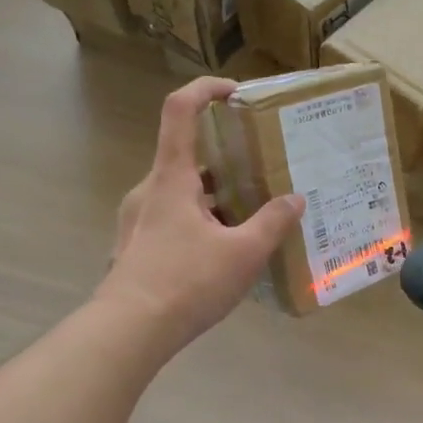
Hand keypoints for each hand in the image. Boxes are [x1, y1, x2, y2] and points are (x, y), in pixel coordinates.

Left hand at [98, 78, 304, 353]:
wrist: (127, 333)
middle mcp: (149, 190)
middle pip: (188, 158)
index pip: (180, 109)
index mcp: (171, 177)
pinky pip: (173, 221)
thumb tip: (295, 199)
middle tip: (263, 175)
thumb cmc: (185, 282)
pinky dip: (201, 224)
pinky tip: (225, 256)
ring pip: (182, 194)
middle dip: (227, 163)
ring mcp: (138, 219)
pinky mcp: (136, 247)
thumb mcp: (243, 253)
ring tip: (252, 220)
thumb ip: (272, 222)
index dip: (205, 89)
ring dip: (216, 199)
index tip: (235, 92)